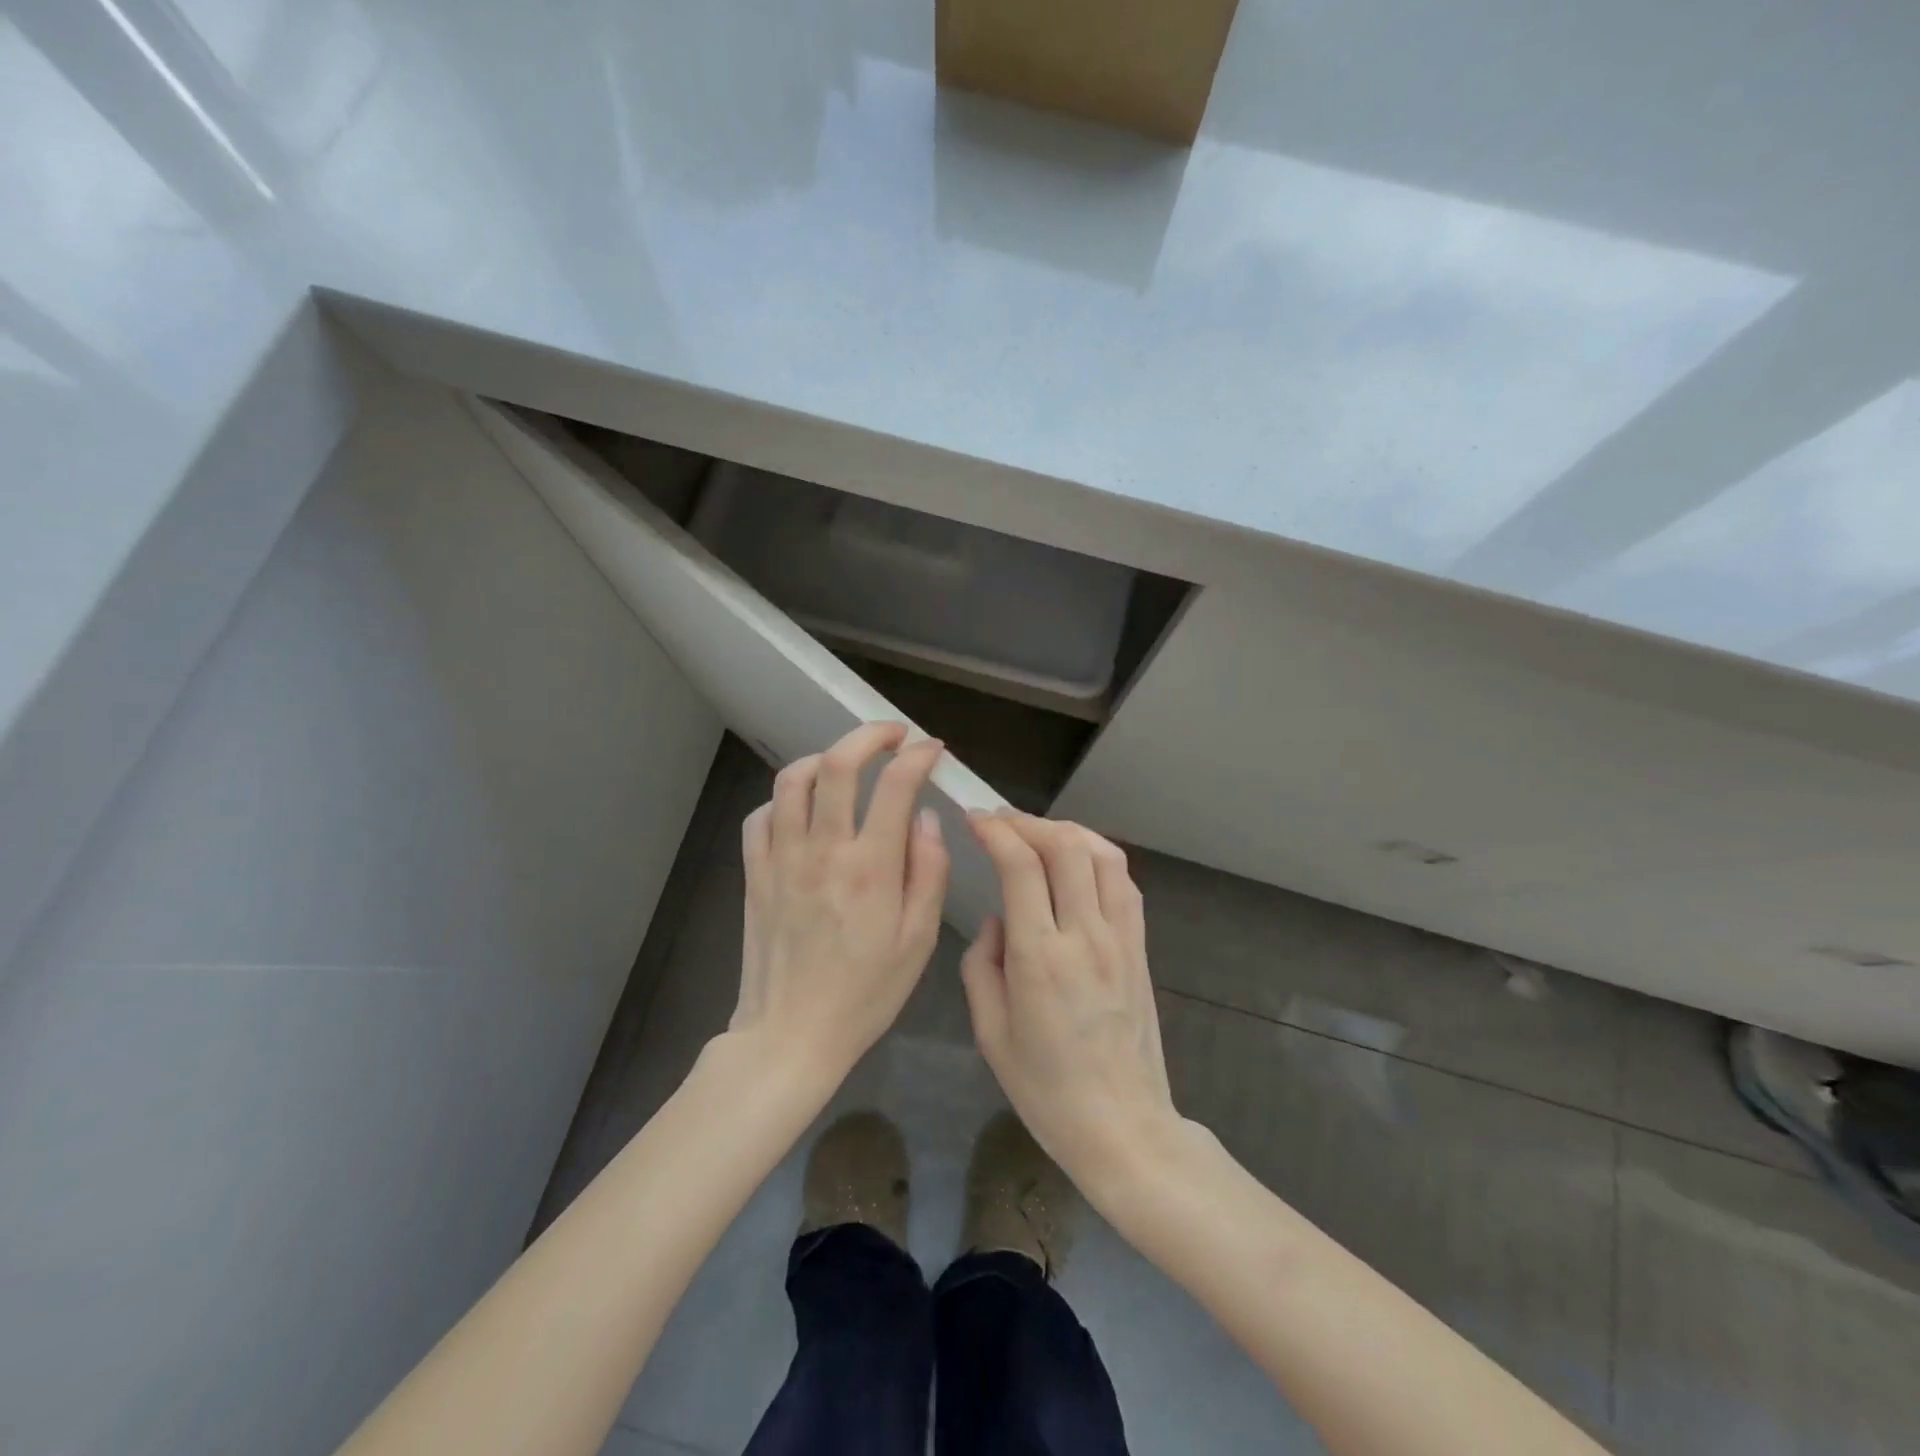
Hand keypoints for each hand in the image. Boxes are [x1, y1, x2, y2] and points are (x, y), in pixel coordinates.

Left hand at [732, 722, 949, 1082]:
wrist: (791, 1034)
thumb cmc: (865, 993)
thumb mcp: (919, 942)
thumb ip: (929, 873)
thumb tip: (928, 819)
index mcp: (871, 869)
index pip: (896, 786)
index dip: (918, 756)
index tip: (933, 750)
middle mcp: (823, 851)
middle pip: (837, 765)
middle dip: (869, 736)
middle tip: (892, 735)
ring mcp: (781, 859)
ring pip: (792, 779)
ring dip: (823, 758)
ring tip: (846, 765)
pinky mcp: (755, 873)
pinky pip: (761, 815)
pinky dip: (784, 799)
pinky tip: (803, 810)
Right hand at [960, 812, 1178, 1193]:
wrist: (1122, 1125)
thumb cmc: (1046, 1089)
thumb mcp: (990, 1033)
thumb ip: (981, 966)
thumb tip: (996, 920)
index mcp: (1040, 957)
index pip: (1020, 866)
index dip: (996, 831)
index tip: (975, 820)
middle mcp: (1084, 935)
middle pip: (1065, 846)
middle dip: (1027, 822)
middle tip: (1000, 822)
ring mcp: (1120, 938)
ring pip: (1101, 855)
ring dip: (1066, 831)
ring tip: (1037, 834)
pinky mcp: (1140, 946)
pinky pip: (1123, 883)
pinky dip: (1097, 856)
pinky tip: (1077, 862)